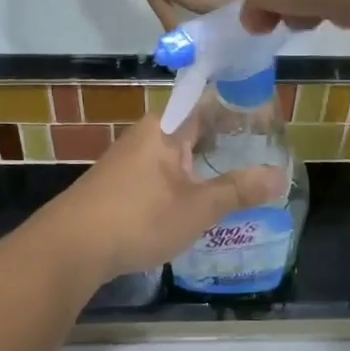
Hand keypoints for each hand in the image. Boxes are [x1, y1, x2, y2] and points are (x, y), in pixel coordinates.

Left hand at [38, 118, 287, 296]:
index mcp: (165, 128)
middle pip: (191, 128)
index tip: (263, 121)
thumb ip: (239, 191)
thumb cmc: (139, 218)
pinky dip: (180, 181)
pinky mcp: (115, 185)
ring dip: (201, 164)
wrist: (70, 248)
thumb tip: (279, 175)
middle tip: (257, 155)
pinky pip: (158, 173)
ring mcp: (126, 160)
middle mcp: (145, 135)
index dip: (235, 109)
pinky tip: (192, 203)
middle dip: (222, 141)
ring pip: (174, 153)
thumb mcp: (198, 207)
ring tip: (233, 181)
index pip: (207, 102)